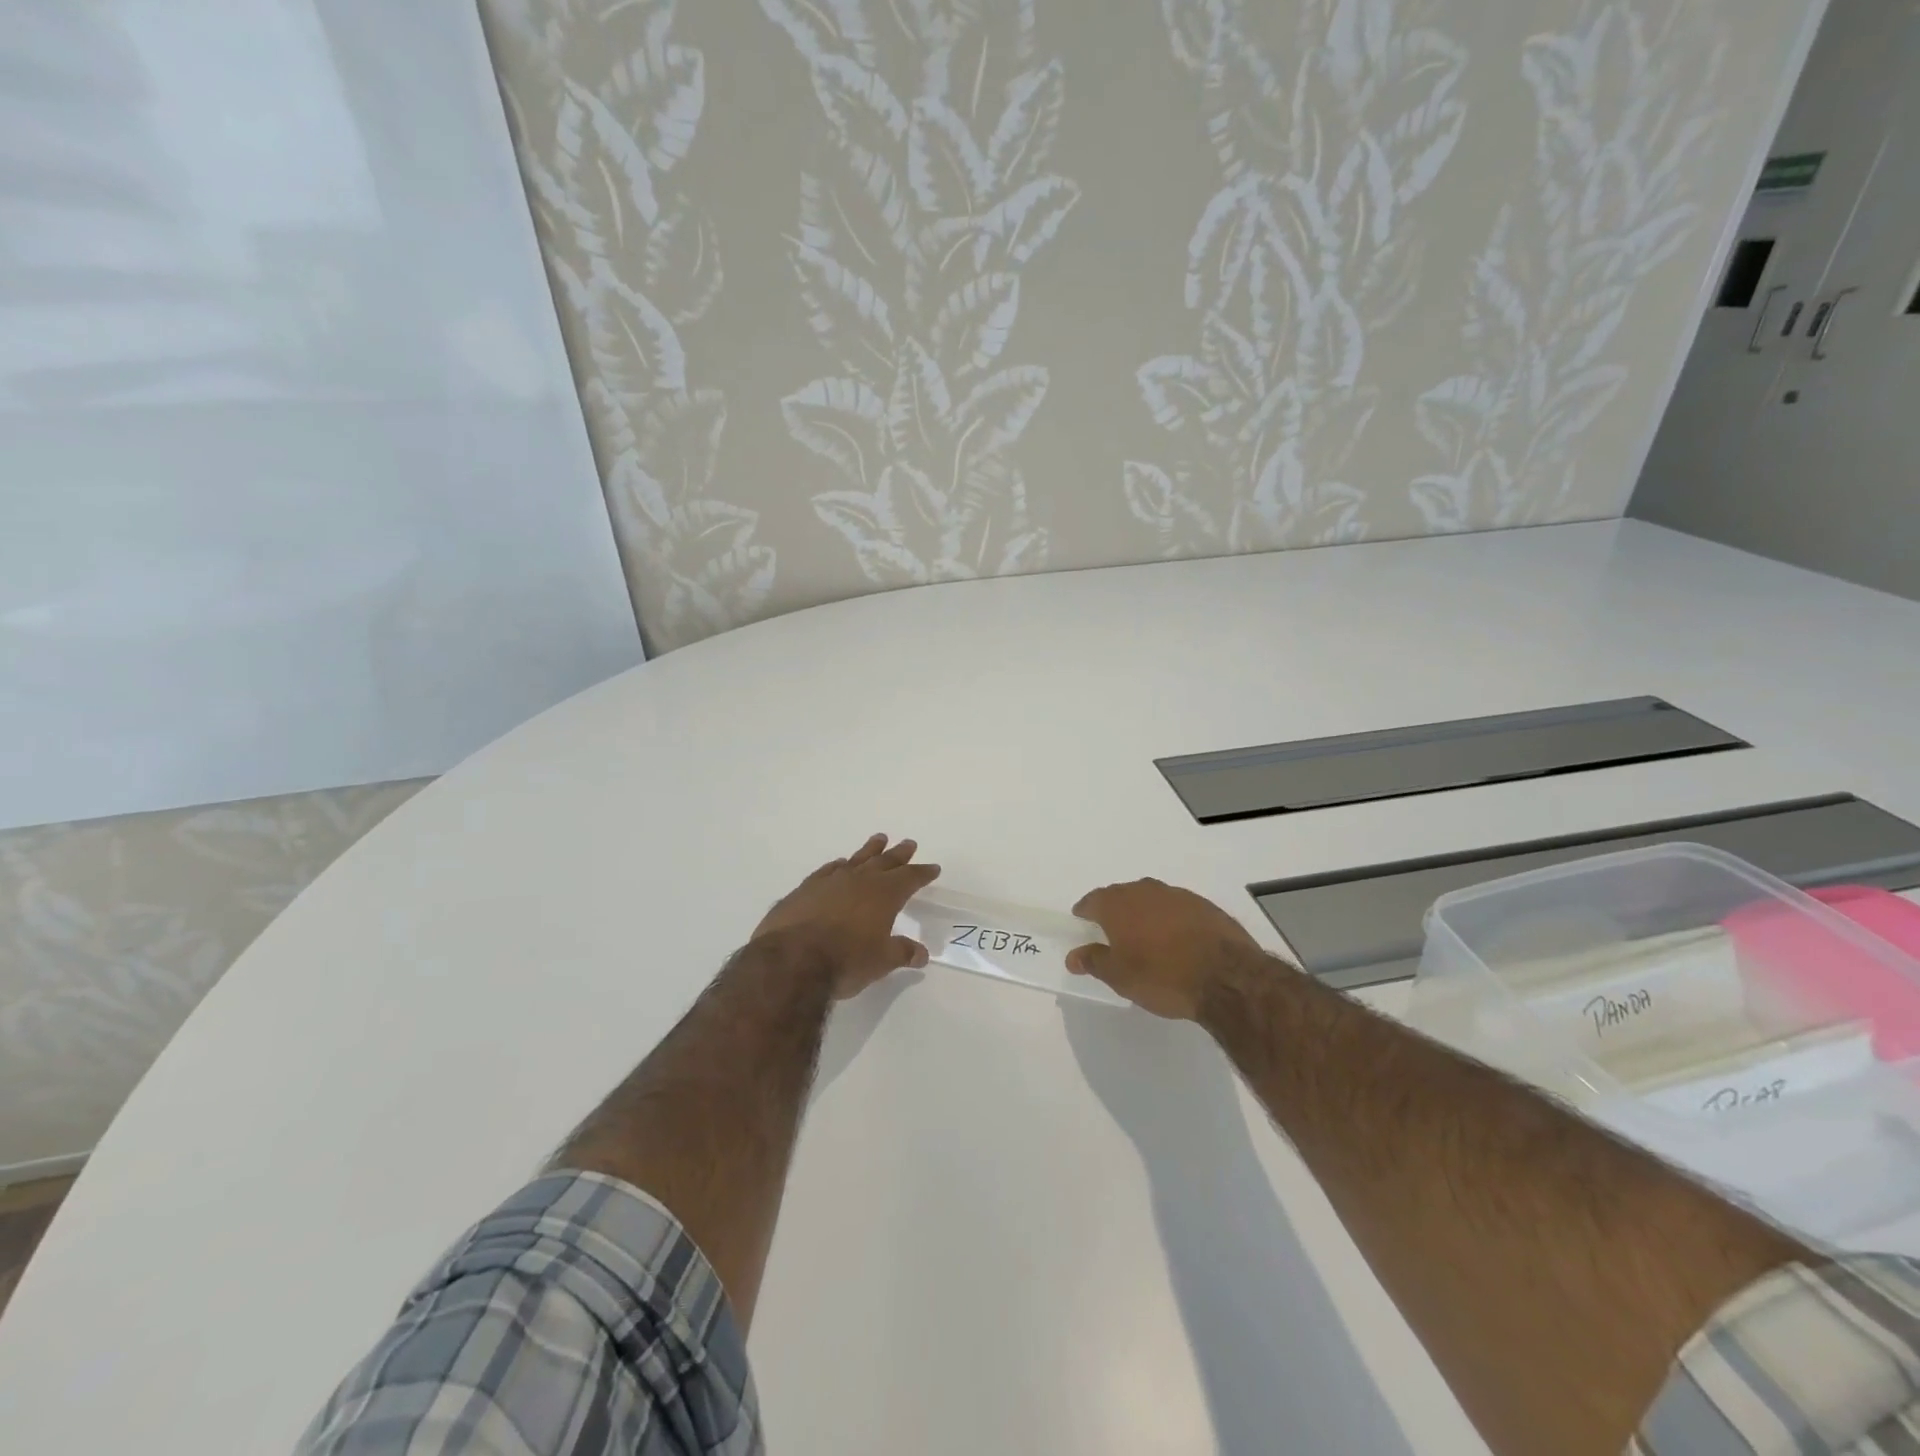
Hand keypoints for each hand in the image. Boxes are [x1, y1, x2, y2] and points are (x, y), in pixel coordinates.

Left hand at [753, 835, 940, 999]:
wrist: (791, 960)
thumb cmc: (846, 961)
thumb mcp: (881, 962)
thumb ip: (902, 953)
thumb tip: (922, 954)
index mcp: (884, 894)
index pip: (910, 878)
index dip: (922, 873)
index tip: (933, 867)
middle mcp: (860, 880)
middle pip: (885, 861)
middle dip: (899, 854)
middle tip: (909, 843)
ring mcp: (830, 881)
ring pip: (856, 859)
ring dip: (869, 850)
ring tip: (879, 839)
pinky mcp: (805, 889)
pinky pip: (828, 870)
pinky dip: (838, 866)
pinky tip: (839, 864)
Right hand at [1067, 878, 1264, 1019]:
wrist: (1227, 977)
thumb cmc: (1162, 976)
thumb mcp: (1119, 976)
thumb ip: (1094, 961)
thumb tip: (1073, 956)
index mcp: (1118, 904)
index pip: (1092, 900)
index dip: (1085, 912)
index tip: (1083, 923)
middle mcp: (1145, 891)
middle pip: (1121, 896)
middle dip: (1114, 911)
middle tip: (1113, 934)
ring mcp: (1178, 895)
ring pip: (1151, 900)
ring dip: (1144, 914)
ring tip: (1146, 939)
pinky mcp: (1205, 906)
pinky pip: (1177, 909)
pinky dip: (1171, 920)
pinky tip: (1177, 941)